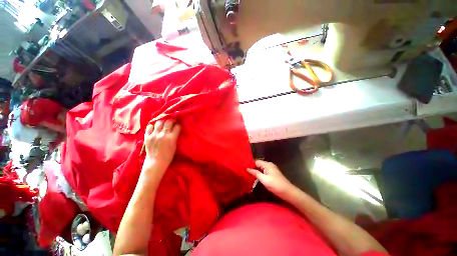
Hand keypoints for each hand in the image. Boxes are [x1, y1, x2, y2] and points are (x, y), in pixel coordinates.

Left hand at [142, 119, 180, 177]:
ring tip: (163, 123)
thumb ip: (175, 136)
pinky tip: (155, 127)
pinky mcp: (147, 137)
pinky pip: (149, 127)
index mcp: (171, 138)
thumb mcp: (175, 145)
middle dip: (172, 120)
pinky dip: (153, 126)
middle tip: (172, 121)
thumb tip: (176, 129)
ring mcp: (154, 135)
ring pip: (159, 122)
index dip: (178, 124)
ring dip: (162, 121)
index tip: (178, 124)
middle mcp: (163, 135)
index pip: (177, 126)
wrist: (156, 162)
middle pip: (168, 122)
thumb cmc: (168, 155)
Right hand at [247, 160, 295, 198]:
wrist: (288, 192)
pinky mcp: (272, 174)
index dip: (250, 164)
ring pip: (261, 168)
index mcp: (267, 164)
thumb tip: (247, 168)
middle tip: (244, 171)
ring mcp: (271, 169)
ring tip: (247, 173)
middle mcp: (269, 165)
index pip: (256, 161)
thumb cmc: (276, 185)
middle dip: (252, 167)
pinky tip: (255, 176)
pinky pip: (263, 171)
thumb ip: (255, 173)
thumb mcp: (264, 179)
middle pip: (258, 164)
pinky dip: (259, 173)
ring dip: (255, 170)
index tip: (243, 167)